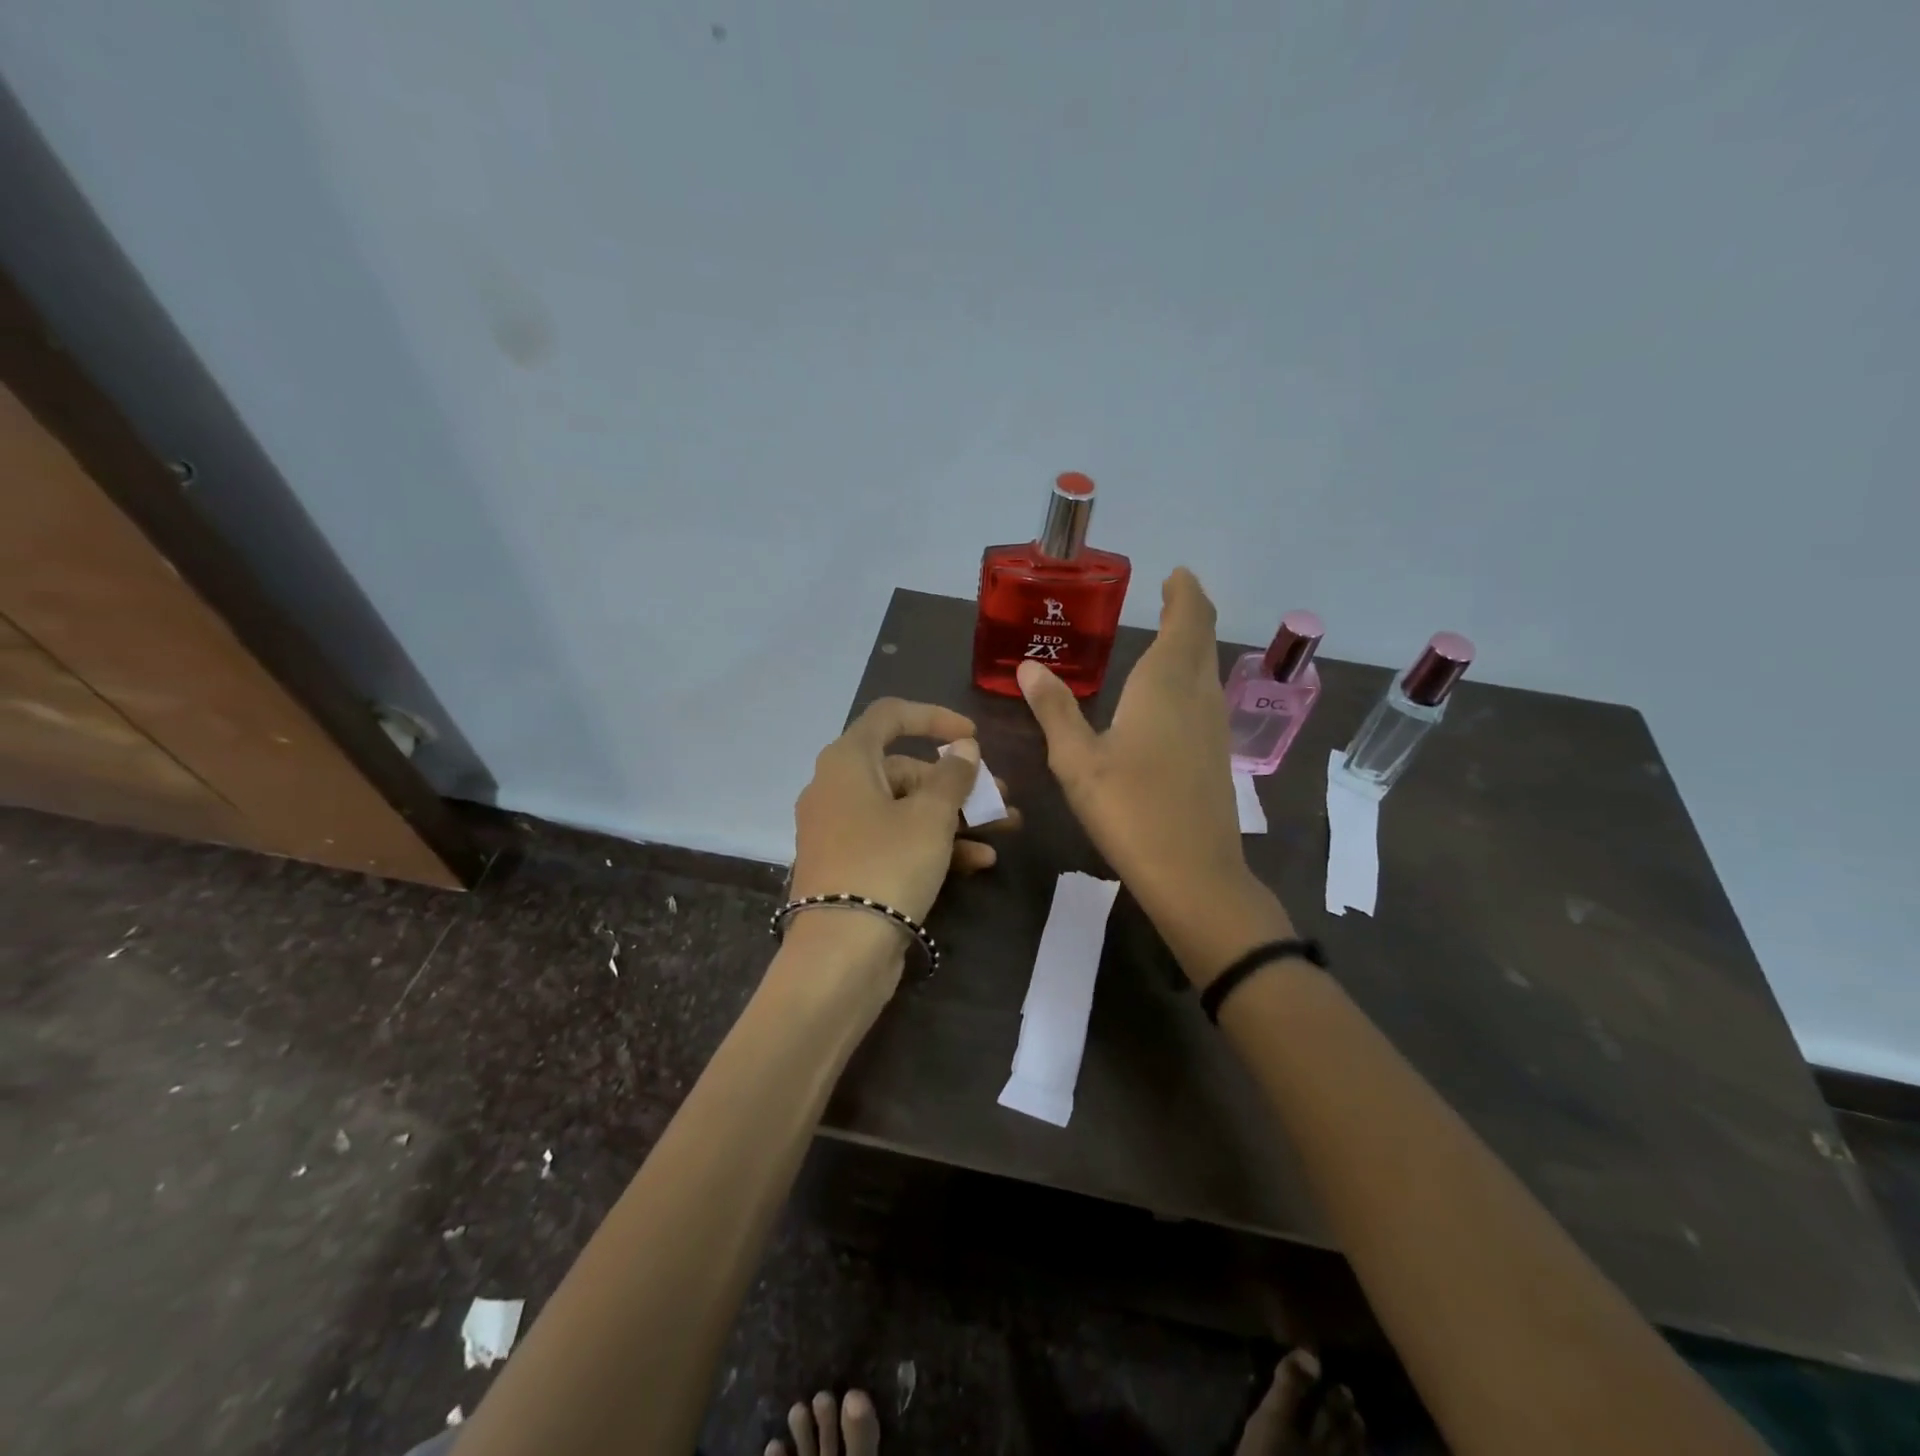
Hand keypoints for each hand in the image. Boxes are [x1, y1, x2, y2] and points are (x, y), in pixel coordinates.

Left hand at [791, 697, 1017, 928]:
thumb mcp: (930, 816)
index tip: (973, 736)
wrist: (840, 953)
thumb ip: (953, 776)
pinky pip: (895, 841)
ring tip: (1005, 828)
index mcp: (847, 761)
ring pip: (905, 809)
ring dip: (956, 816)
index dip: (935, 717)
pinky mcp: (850, 866)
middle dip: (958, 783)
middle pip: (905, 769)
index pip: (890, 716)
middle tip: (1001, 797)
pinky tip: (979, 861)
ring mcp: (841, 830)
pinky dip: (933, 844)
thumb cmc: (887, 865)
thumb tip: (963, 747)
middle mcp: (837, 788)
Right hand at [1017, 568, 1288, 977]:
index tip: (1175, 574)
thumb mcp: (1077, 760)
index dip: (1185, 593)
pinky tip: (1168, 696)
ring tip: (1165, 636)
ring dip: (1192, 644)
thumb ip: (1054, 710)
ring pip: (1206, 668)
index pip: (1187, 620)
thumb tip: (1028, 667)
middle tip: (1170, 595)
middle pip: (1202, 639)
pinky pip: (1205, 696)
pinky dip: (1190, 676)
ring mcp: (1214, 726)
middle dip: (1189, 612)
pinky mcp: (1217, 755)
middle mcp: (1198, 695)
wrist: (1193, 873)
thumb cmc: (1129, 809)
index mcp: (1165, 685)